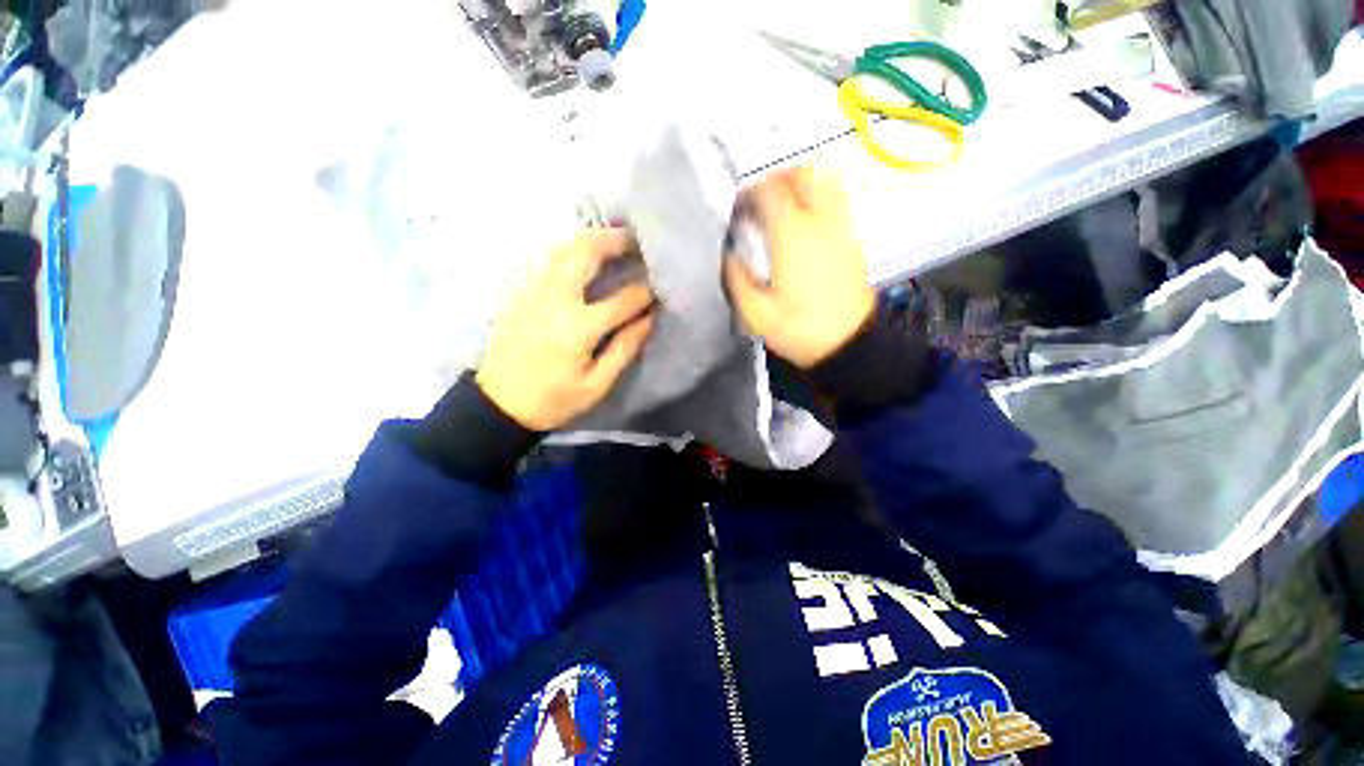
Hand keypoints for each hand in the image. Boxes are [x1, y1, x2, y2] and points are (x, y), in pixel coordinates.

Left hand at [476, 229, 655, 429]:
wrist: (498, 405)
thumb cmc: (553, 400)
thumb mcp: (597, 385)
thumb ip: (625, 348)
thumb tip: (650, 318)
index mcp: (578, 327)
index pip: (623, 299)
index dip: (646, 291)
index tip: (660, 286)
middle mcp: (555, 299)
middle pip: (586, 252)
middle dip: (615, 240)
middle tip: (637, 240)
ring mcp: (533, 291)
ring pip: (563, 248)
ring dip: (592, 240)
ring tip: (614, 241)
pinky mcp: (520, 292)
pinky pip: (548, 260)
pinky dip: (571, 251)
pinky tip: (583, 257)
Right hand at [724, 166, 875, 367]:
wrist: (848, 344)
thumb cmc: (799, 329)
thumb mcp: (756, 314)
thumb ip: (736, 279)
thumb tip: (729, 254)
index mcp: (791, 237)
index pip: (769, 191)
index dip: (749, 193)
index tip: (738, 210)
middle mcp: (819, 222)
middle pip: (802, 174)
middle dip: (777, 179)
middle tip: (760, 201)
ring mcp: (841, 227)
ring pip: (825, 181)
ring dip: (801, 184)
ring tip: (784, 206)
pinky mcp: (853, 239)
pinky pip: (837, 201)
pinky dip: (819, 198)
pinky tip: (806, 223)